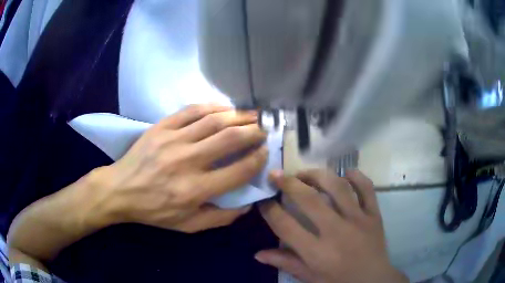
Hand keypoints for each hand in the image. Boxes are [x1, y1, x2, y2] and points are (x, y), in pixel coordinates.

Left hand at [92, 104, 267, 232]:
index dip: (258, 159)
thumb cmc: (154, 211)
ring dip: (239, 116)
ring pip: (214, 121)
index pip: (238, 170)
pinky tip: (225, 109)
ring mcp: (173, 140)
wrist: (120, 190)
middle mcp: (187, 161)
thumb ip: (221, 217)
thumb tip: (247, 204)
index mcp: (195, 190)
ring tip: (254, 115)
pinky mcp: (162, 127)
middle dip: (254, 132)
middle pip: (230, 139)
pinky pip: (192, 111)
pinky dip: (213, 107)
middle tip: (265, 129)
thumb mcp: (188, 225)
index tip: (265, 153)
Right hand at [256, 170, 407, 282]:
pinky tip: (345, 173)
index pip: (286, 225)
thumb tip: (258, 254)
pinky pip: (367, 188)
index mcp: (317, 252)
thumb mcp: (310, 277)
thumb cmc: (339, 281)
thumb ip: (285, 263)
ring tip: (304, 173)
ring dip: (317, 175)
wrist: (374, 280)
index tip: (263, 199)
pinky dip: (356, 176)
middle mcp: (337, 231)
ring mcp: (358, 219)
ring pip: (337, 187)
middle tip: (276, 175)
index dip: (270, 210)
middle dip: (288, 183)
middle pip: (309, 199)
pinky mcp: (374, 214)